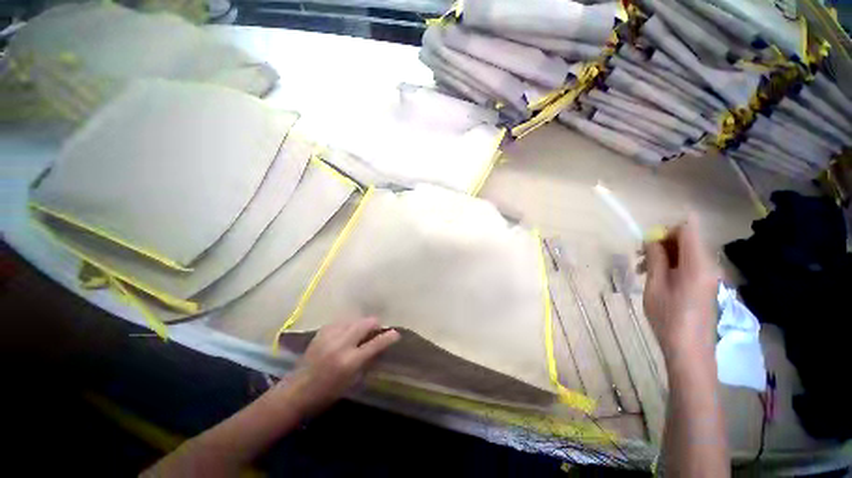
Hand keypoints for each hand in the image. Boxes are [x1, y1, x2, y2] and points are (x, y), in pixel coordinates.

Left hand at [281, 317, 399, 416]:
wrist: (295, 392)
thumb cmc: (326, 394)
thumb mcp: (351, 382)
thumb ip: (366, 362)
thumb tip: (379, 347)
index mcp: (350, 361)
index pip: (376, 343)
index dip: (389, 337)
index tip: (396, 333)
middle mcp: (341, 344)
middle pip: (366, 323)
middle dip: (375, 324)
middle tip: (377, 330)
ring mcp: (330, 336)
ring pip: (354, 319)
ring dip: (361, 324)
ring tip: (361, 331)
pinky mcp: (322, 332)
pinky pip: (341, 321)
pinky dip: (348, 324)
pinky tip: (347, 331)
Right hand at [642, 216, 718, 360]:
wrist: (690, 349)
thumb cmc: (668, 317)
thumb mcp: (655, 286)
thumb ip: (656, 259)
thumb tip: (652, 239)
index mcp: (697, 263)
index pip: (688, 228)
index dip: (667, 229)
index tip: (649, 243)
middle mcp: (709, 265)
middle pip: (687, 238)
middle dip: (663, 243)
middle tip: (640, 258)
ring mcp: (710, 275)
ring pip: (686, 252)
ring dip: (665, 255)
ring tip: (644, 270)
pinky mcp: (706, 284)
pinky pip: (690, 264)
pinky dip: (672, 265)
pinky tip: (657, 279)